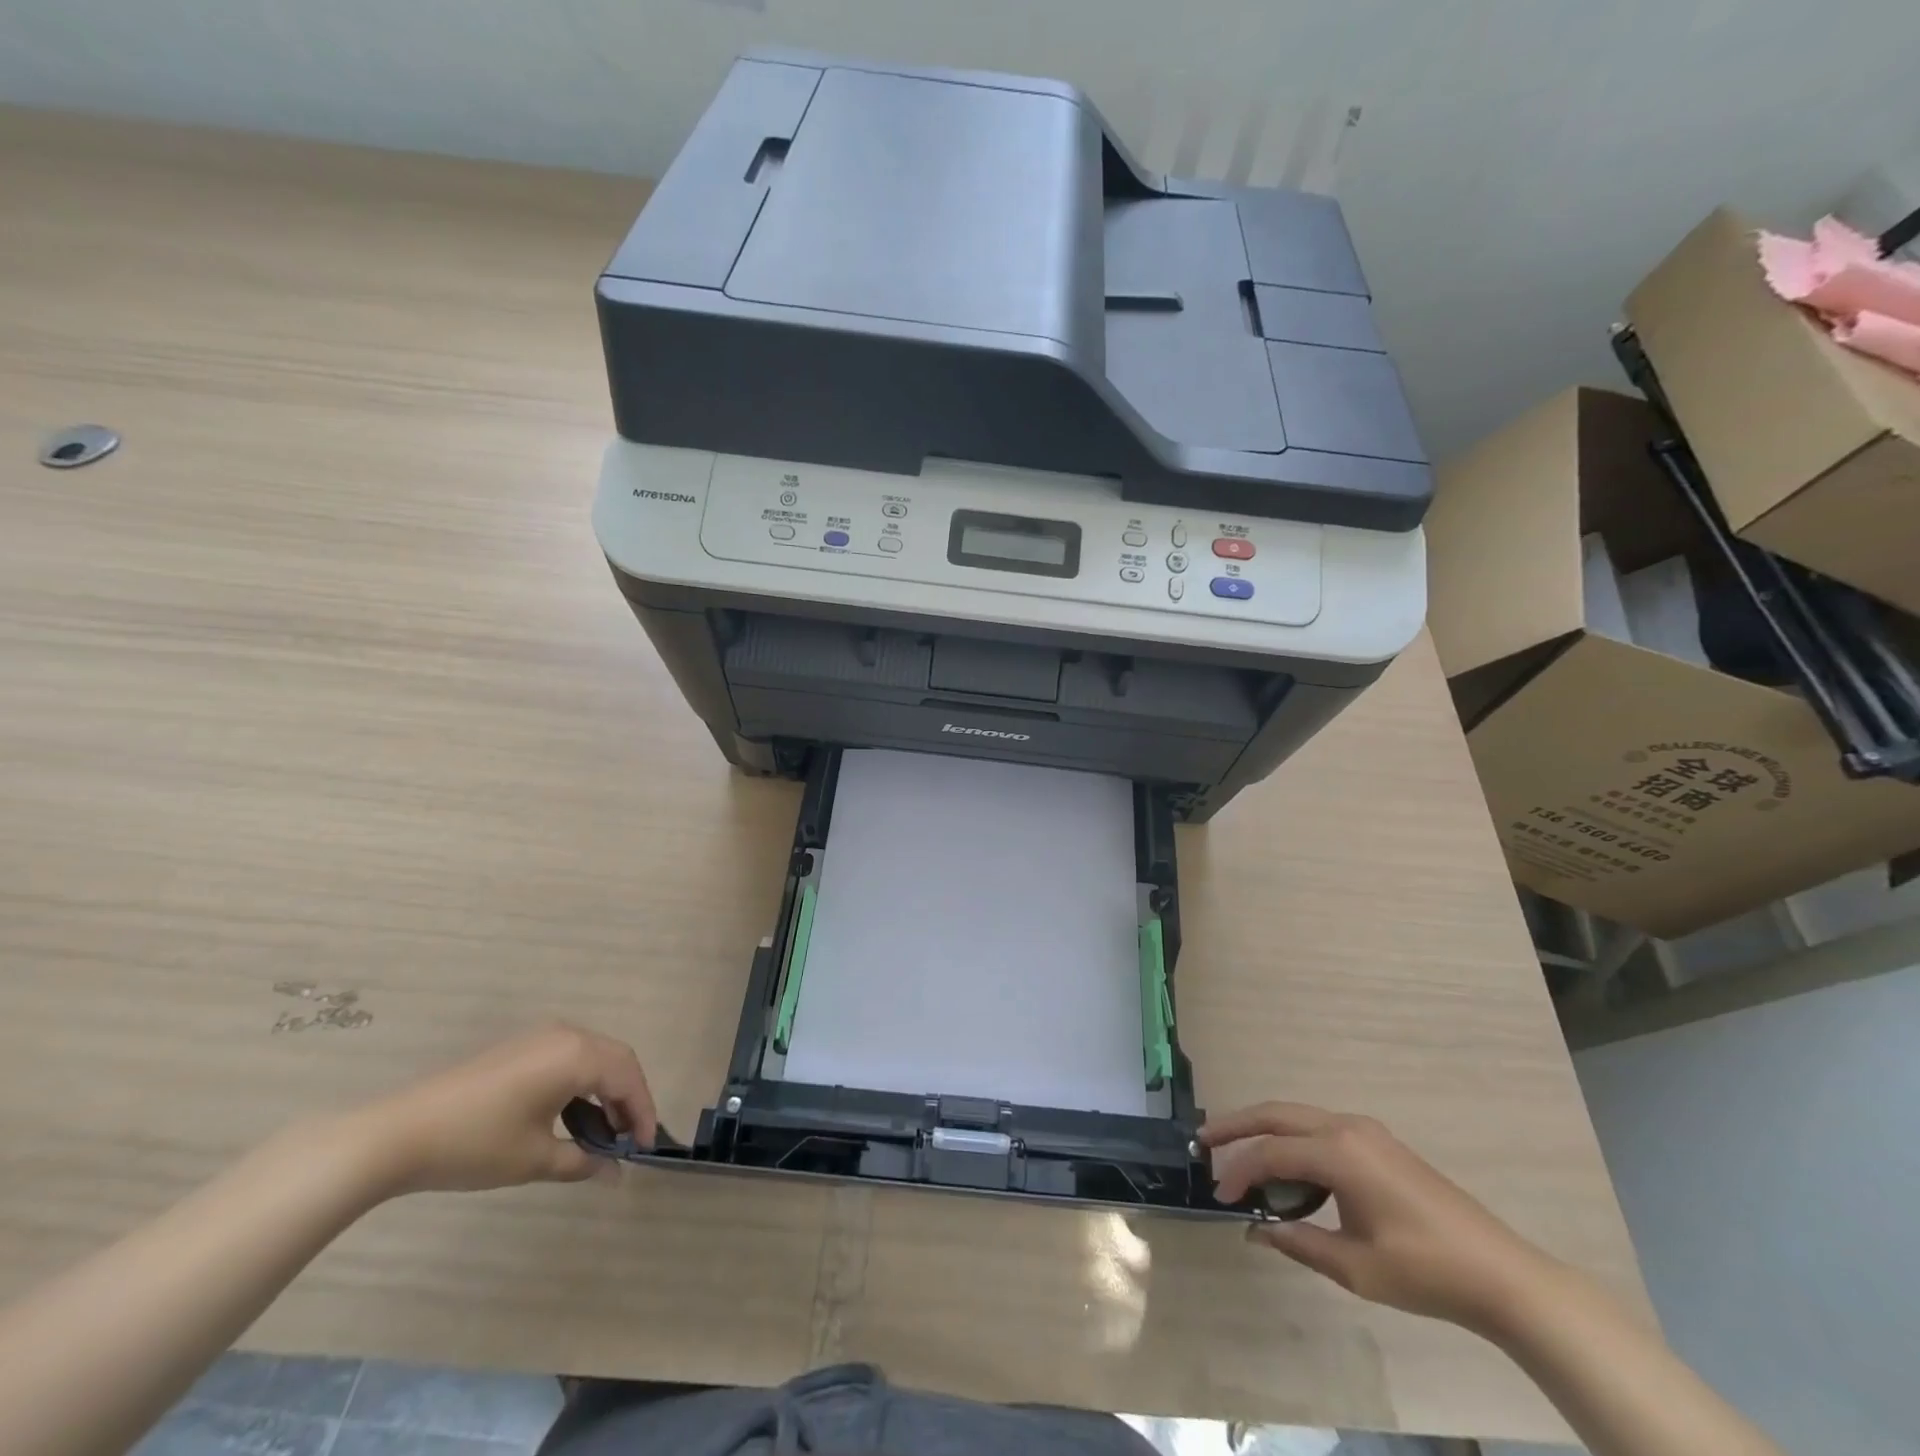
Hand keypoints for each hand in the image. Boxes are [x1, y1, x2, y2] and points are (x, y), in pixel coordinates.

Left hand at [359, 1024, 657, 1194]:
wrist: (396, 1134)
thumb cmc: (474, 1144)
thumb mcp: (533, 1159)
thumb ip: (582, 1162)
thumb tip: (615, 1173)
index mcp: (576, 1055)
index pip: (628, 1078)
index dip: (643, 1112)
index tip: (646, 1148)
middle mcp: (566, 1035)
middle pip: (617, 1061)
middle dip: (629, 1099)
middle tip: (629, 1139)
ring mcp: (541, 1037)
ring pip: (594, 1057)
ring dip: (606, 1091)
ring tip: (602, 1133)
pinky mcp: (521, 1047)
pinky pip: (570, 1057)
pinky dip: (582, 1083)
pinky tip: (570, 1116)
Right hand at [1200, 1103, 1557, 1333]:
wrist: (1501, 1274)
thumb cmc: (1425, 1272)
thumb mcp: (1355, 1267)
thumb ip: (1298, 1242)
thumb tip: (1254, 1229)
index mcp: (1339, 1153)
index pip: (1271, 1153)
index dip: (1238, 1171)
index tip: (1218, 1196)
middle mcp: (1346, 1127)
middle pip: (1275, 1114)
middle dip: (1235, 1125)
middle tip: (1203, 1141)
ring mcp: (1365, 1130)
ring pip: (1296, 1116)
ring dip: (1262, 1128)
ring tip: (1233, 1148)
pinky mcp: (1378, 1141)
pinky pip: (1318, 1127)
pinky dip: (1290, 1137)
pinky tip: (1284, 1162)